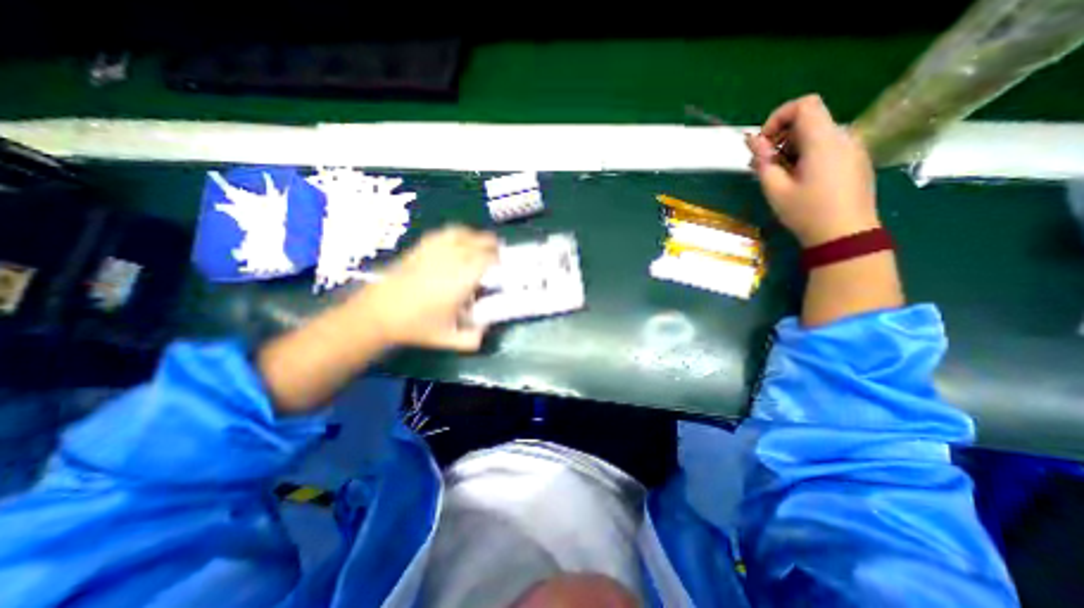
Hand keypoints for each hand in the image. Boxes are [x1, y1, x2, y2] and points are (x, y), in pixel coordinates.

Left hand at [350, 224, 496, 350]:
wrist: (379, 313)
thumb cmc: (416, 325)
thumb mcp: (448, 339)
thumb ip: (473, 339)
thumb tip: (486, 330)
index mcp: (462, 279)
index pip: (488, 259)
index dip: (499, 261)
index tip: (503, 267)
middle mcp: (452, 259)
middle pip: (479, 242)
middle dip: (492, 247)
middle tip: (496, 257)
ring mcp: (435, 250)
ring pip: (463, 233)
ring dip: (476, 237)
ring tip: (480, 246)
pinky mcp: (422, 247)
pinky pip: (445, 233)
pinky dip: (458, 234)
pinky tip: (458, 242)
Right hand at [747, 94, 879, 245]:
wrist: (845, 235)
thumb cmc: (807, 212)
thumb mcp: (776, 189)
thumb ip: (763, 161)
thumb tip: (753, 140)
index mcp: (824, 140)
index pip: (804, 104)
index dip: (778, 117)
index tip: (764, 143)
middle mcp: (843, 136)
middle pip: (809, 120)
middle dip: (781, 137)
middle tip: (764, 165)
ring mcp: (853, 148)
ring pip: (817, 134)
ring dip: (792, 148)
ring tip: (778, 176)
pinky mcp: (856, 160)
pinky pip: (828, 147)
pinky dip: (807, 155)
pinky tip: (798, 180)